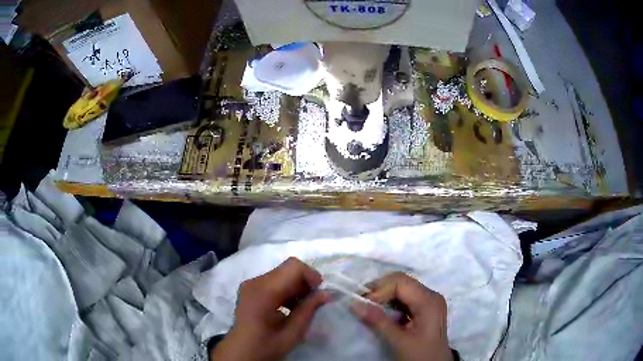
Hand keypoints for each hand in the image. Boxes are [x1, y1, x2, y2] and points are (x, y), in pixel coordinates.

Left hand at [211, 257, 329, 360]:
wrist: (240, 351)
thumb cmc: (266, 345)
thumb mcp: (293, 333)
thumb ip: (309, 310)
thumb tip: (327, 294)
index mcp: (264, 292)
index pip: (293, 267)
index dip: (311, 275)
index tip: (319, 293)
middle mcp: (255, 282)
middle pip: (287, 269)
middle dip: (304, 282)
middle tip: (312, 302)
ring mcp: (250, 284)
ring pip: (281, 274)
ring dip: (296, 287)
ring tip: (301, 307)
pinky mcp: (249, 288)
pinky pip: (273, 281)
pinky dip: (286, 290)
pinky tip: (288, 307)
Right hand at [351, 272, 452, 360]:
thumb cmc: (420, 355)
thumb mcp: (399, 340)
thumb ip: (378, 321)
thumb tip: (354, 304)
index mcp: (428, 301)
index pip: (400, 282)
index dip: (379, 289)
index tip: (362, 303)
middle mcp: (431, 295)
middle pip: (402, 282)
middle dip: (380, 290)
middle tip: (362, 303)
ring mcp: (429, 301)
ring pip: (403, 288)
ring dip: (384, 296)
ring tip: (369, 308)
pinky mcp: (425, 308)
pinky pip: (406, 297)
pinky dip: (391, 302)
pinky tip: (382, 312)